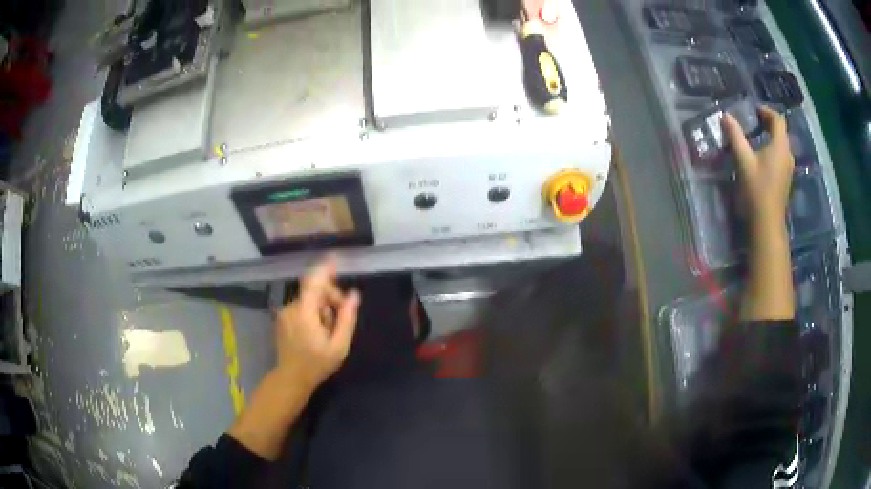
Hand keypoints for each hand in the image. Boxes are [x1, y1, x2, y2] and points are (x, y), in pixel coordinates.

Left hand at [274, 256, 359, 388]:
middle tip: (340, 320)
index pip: (314, 282)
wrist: (291, 378)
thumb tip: (354, 295)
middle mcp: (292, 308)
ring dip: (322, 309)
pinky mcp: (282, 318)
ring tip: (327, 331)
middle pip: (314, 291)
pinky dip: (312, 313)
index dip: (325, 268)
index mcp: (305, 313)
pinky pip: (301, 307)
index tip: (336, 259)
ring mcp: (285, 313)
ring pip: (309, 300)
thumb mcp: (339, 346)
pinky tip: (316, 331)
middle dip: (330, 299)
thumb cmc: (317, 364)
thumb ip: (347, 319)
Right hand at [722, 106, 794, 231]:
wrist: (767, 223)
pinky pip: (780, 156)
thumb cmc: (757, 190)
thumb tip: (726, 115)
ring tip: (756, 136)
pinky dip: (772, 149)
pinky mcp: (785, 179)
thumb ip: (735, 136)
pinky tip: (761, 156)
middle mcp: (787, 154)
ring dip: (770, 136)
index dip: (766, 111)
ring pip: (781, 144)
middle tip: (753, 121)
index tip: (753, 110)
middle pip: (781, 131)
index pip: (778, 119)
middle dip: (768, 123)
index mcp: (780, 146)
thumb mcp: (743, 160)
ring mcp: (788, 168)